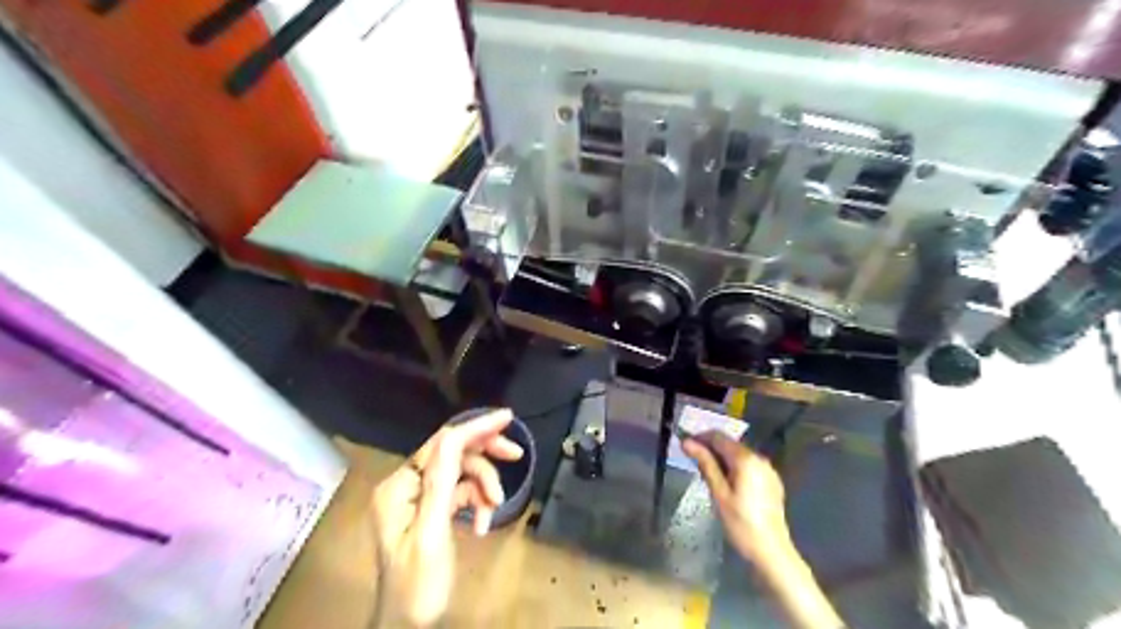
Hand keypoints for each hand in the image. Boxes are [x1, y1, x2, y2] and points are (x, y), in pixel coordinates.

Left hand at [372, 408, 522, 623]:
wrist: (408, 628)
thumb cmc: (418, 586)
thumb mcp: (432, 533)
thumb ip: (443, 482)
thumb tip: (456, 436)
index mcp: (399, 487)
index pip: (441, 444)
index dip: (475, 428)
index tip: (507, 417)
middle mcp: (406, 486)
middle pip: (452, 454)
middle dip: (485, 458)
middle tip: (515, 455)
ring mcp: (419, 499)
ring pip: (461, 474)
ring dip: (484, 488)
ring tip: (495, 509)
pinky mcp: (432, 512)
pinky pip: (461, 494)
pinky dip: (477, 504)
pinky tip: (483, 524)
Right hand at [683, 434, 795, 561]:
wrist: (772, 552)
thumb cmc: (741, 524)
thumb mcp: (719, 493)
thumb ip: (705, 464)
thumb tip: (687, 442)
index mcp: (746, 459)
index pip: (719, 437)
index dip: (700, 437)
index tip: (684, 445)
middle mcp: (759, 458)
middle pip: (730, 444)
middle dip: (710, 448)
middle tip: (692, 460)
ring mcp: (768, 469)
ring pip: (738, 454)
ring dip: (721, 458)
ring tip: (706, 472)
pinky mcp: (771, 481)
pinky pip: (748, 465)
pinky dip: (734, 467)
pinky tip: (726, 482)